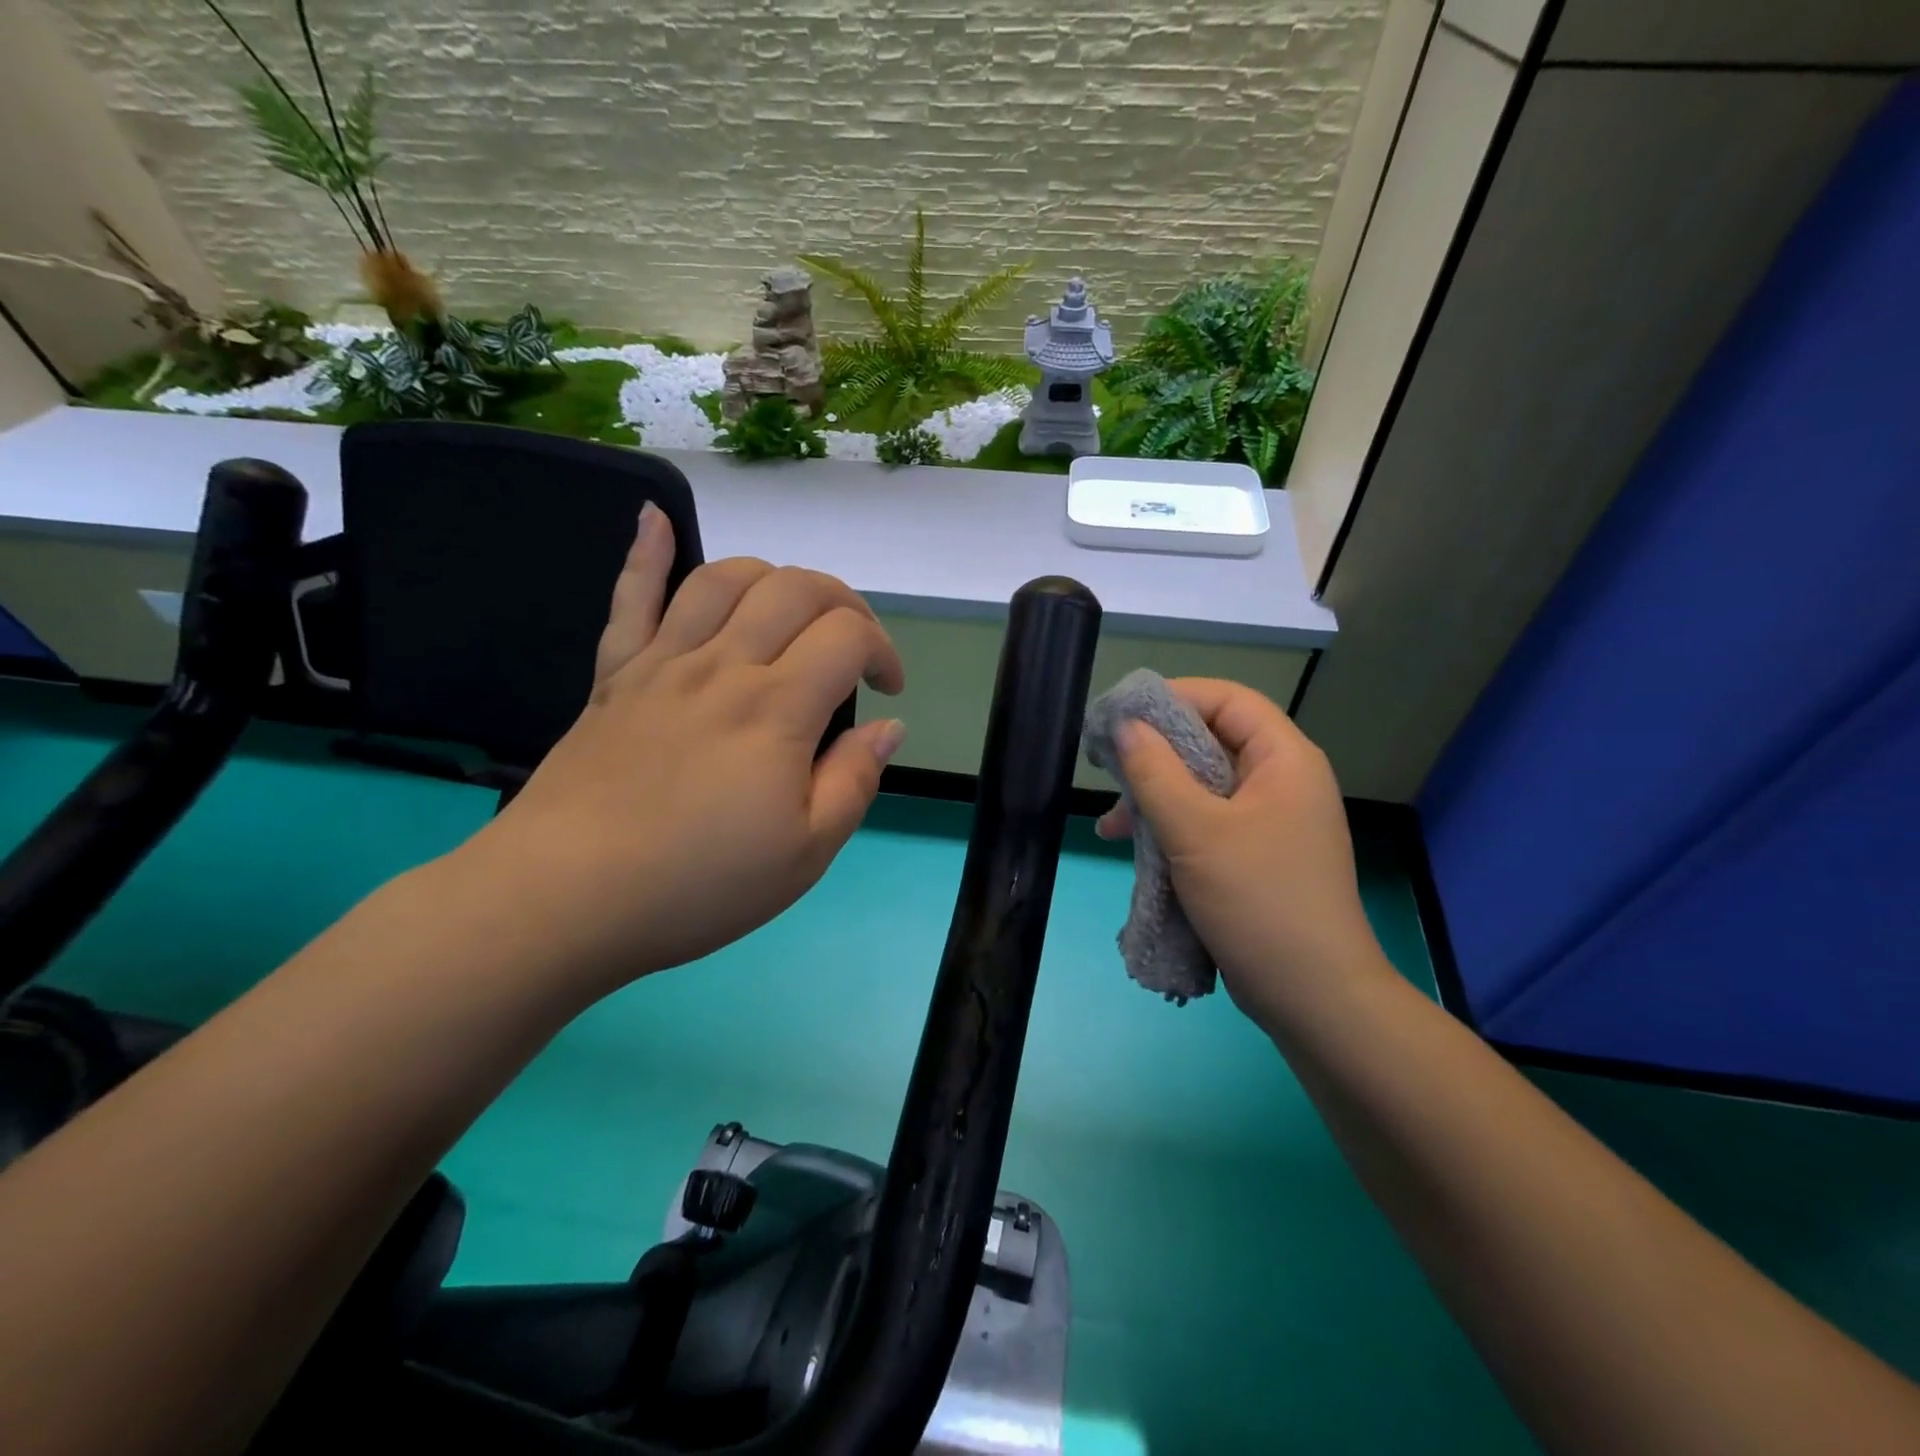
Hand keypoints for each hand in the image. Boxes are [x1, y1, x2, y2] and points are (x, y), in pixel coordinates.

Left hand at [458, 504, 905, 997]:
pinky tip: (654, 516)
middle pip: (795, 589)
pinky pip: (631, 598)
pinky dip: (646, 552)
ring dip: (773, 577)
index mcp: (776, 709)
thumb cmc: (698, 885)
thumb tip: (889, 726)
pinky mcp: (615, 675)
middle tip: (853, 649)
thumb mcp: (806, 853)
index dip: (884, 651)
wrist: (564, 899)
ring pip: (725, 578)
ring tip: (790, 611)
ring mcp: (663, 663)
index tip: (888, 693)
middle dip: (843, 604)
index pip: (847, 636)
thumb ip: (855, 780)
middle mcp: (723, 665)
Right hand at [1097, 678, 1385, 1029]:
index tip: (1122, 715)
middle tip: (1107, 768)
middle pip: (1211, 742)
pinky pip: (1206, 823)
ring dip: (1155, 798)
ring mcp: (1269, 821)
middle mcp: (1280, 781)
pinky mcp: (1254, 856)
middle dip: (1155, 754)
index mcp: (1284, 759)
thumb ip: (1155, 772)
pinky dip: (1170, 828)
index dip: (1174, 698)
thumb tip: (1125, 725)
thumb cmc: (1258, 900)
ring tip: (1110, 824)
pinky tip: (1132, 847)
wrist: (1313, 996)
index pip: (1227, 700)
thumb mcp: (1196, 830)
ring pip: (1202, 787)